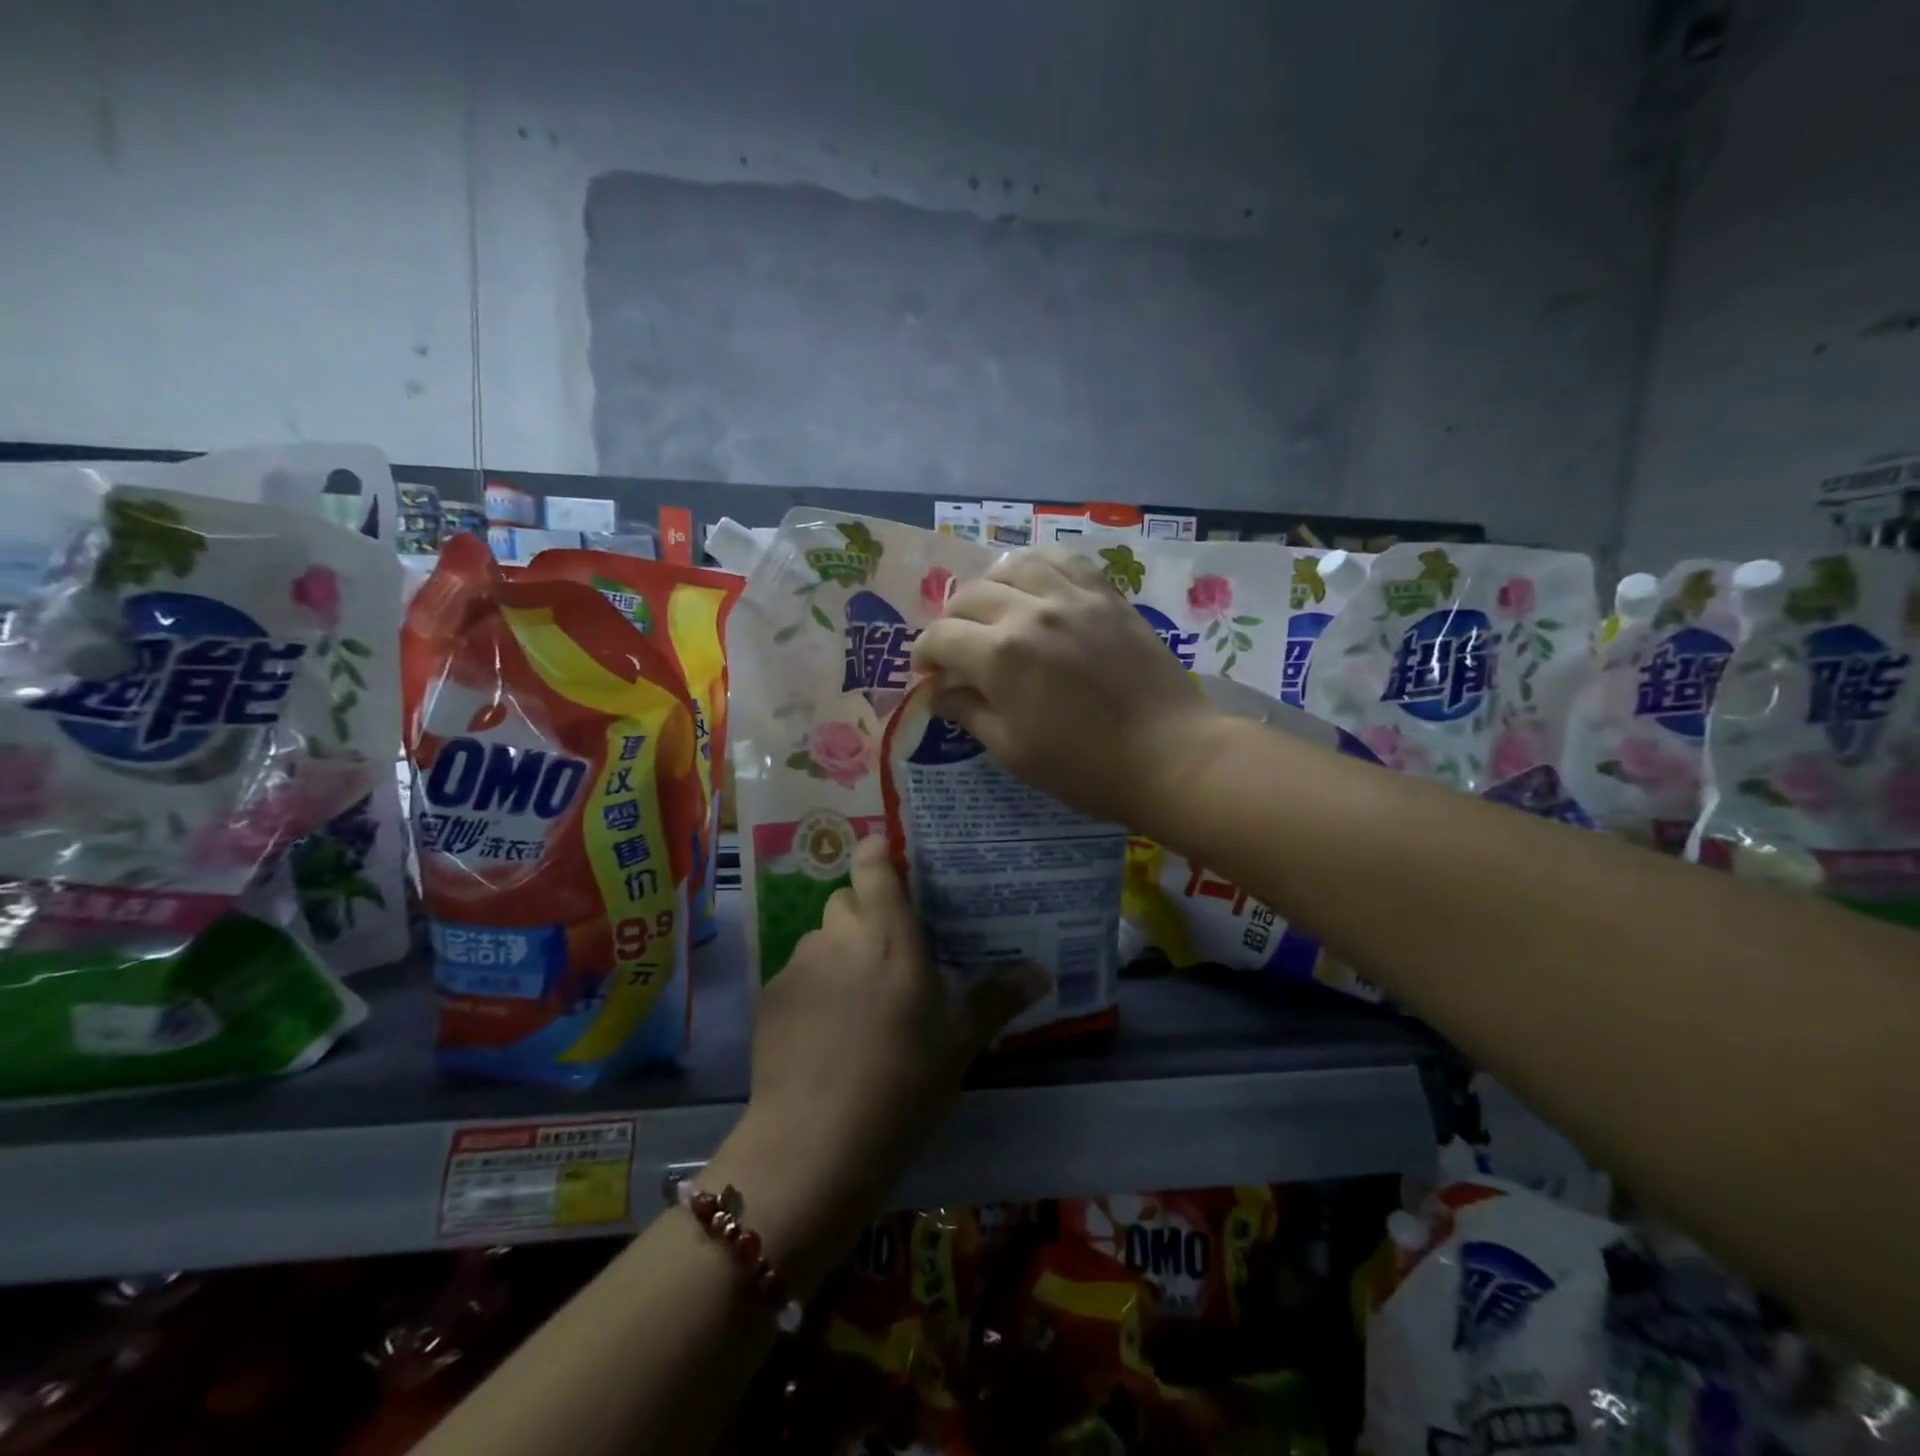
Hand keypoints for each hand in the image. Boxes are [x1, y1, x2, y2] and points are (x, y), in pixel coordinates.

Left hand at [709, 837, 1041, 1292]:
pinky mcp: (770, 997)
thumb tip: (1042, 972)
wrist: (815, 1146)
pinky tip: (823, 1033)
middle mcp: (840, 938)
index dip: (878, 853)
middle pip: (845, 900)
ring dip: (837, 953)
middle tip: (886, 954)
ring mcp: (799, 966)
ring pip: (820, 938)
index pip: (874, 867)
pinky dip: (812, 987)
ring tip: (854, 1001)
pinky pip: (796, 973)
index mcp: (890, 938)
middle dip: (864, 915)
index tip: (890, 859)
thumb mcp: (959, 1045)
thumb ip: (997, 999)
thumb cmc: (903, 1087)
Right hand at [910, 546, 1216, 827]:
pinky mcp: (1107, 595)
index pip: (941, 637)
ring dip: (989, 585)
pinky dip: (1038, 566)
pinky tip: (1036, 584)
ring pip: (1013, 565)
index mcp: (1000, 655)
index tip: (928, 671)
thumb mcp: (1012, 751)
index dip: (925, 654)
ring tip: (992, 608)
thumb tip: (939, 692)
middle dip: (951, 621)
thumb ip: (969, 712)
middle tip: (956, 646)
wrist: (1168, 755)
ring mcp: (1072, 597)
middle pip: (969, 596)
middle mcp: (1030, 612)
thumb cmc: (1084, 767)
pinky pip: (1063, 560)